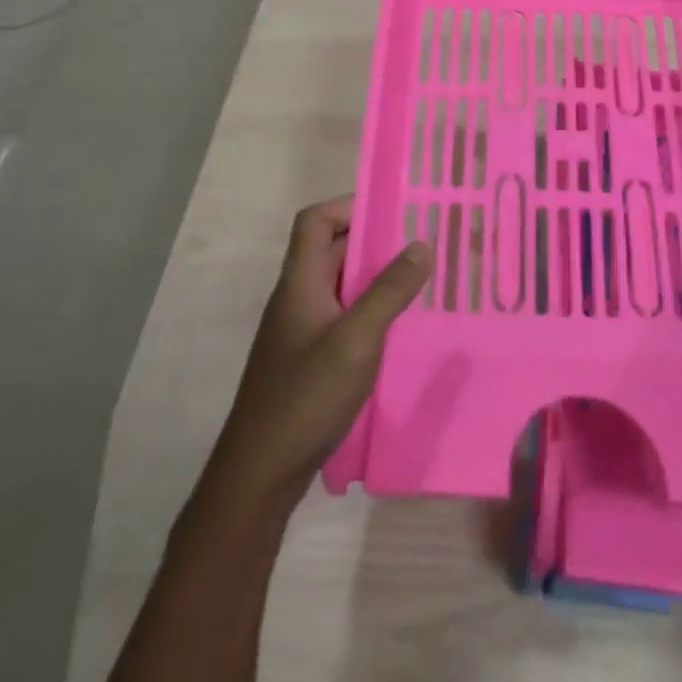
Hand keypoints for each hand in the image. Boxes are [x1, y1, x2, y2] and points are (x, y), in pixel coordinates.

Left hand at [210, 196, 432, 504]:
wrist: (259, 474)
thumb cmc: (305, 397)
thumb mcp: (356, 340)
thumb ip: (389, 291)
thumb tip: (421, 243)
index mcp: (300, 282)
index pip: (315, 220)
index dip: (349, 206)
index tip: (394, 213)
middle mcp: (298, 298)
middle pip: (332, 250)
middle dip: (375, 242)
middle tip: (422, 245)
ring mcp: (302, 330)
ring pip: (342, 286)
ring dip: (376, 279)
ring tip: (422, 282)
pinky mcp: (309, 359)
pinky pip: (343, 317)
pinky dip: (370, 312)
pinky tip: (400, 330)